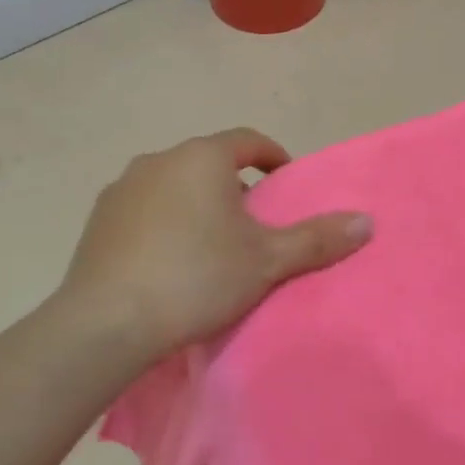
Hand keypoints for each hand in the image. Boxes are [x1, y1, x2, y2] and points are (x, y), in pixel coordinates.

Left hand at [58, 129, 371, 364]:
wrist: (107, 323)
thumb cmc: (196, 278)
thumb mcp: (266, 261)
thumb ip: (317, 238)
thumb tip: (367, 221)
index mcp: (202, 158)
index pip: (248, 141)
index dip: (273, 158)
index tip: (285, 185)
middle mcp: (159, 159)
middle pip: (209, 163)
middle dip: (234, 187)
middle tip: (252, 227)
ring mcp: (122, 187)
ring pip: (174, 184)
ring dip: (196, 204)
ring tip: (210, 246)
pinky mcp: (98, 218)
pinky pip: (143, 208)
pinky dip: (162, 222)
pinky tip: (166, 262)